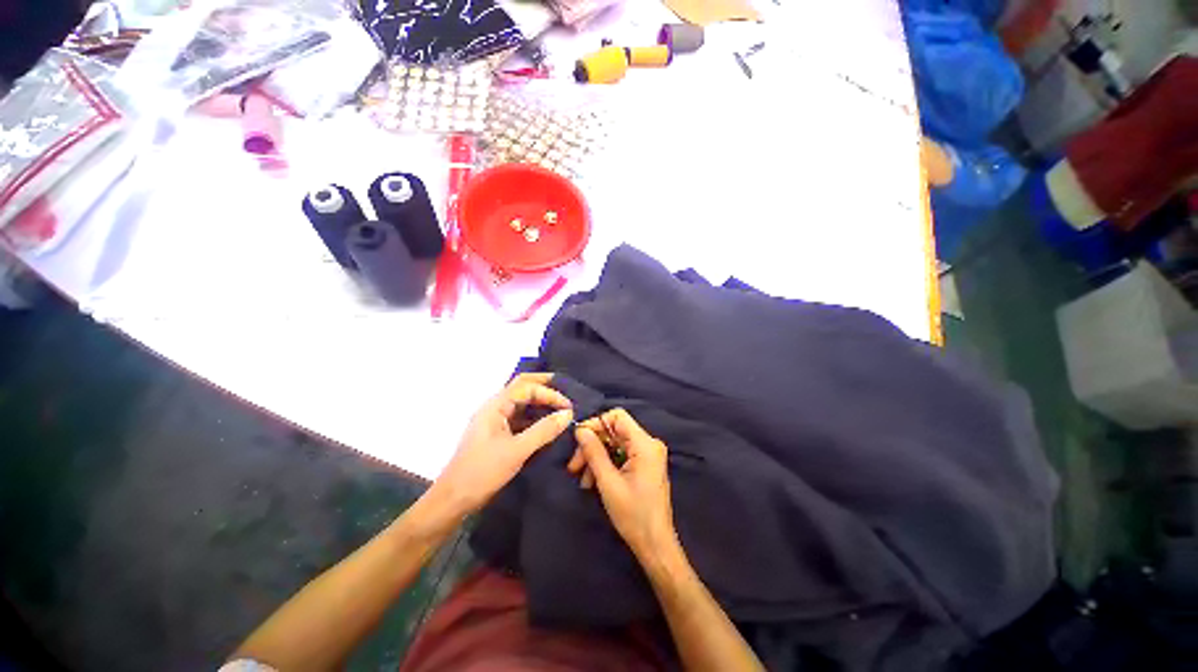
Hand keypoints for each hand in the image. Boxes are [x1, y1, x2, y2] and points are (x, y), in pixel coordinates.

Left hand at [429, 373, 572, 517]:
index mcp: (495, 406)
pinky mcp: (498, 435)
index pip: (527, 387)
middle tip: (568, 391)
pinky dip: (535, 418)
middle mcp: (495, 408)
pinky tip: (548, 426)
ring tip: (562, 408)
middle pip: (522, 387)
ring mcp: (495, 421)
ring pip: (522, 403)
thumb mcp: (517, 451)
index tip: (569, 407)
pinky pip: (520, 419)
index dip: (550, 393)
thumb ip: (544, 430)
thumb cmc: (482, 472)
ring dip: (541, 402)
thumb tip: (568, 414)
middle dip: (545, 387)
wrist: (452, 501)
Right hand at [568, 409, 677, 556]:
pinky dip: (606, 464)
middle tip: (574, 466)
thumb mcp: (608, 482)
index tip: (578, 439)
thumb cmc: (633, 514)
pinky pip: (621, 455)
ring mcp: (648, 454)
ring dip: (596, 458)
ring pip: (615, 444)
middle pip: (615, 431)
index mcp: (645, 444)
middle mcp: (649, 444)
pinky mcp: (645, 464)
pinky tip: (593, 482)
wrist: (655, 545)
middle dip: (593, 446)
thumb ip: (594, 452)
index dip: (596, 423)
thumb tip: (580, 430)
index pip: (617, 417)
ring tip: (582, 480)